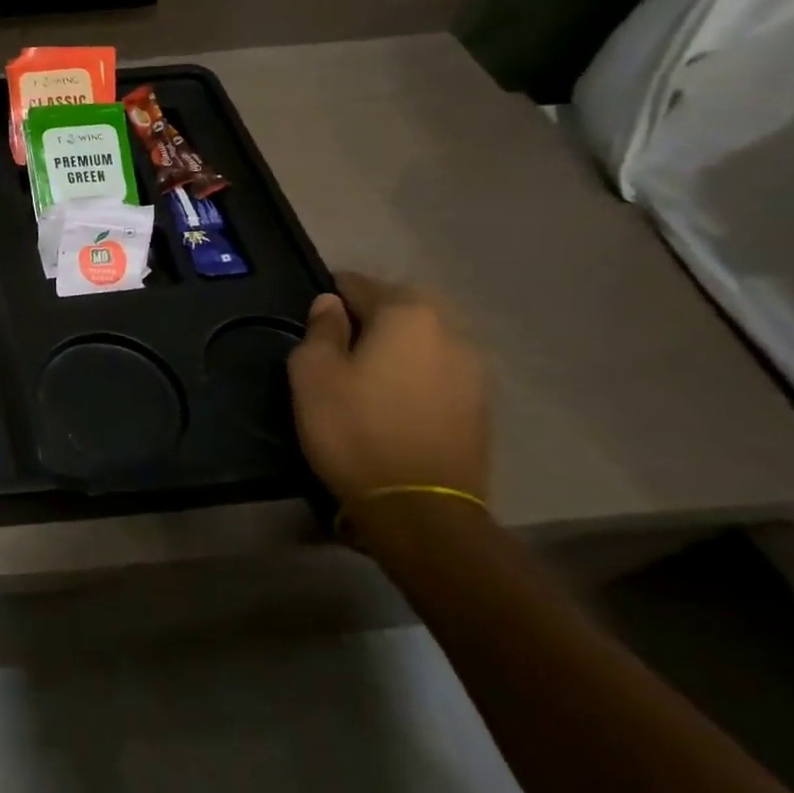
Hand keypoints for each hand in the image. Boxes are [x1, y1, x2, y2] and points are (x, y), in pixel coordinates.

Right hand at [286, 272, 489, 511]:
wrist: (420, 508)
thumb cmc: (354, 428)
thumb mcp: (312, 372)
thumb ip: (321, 328)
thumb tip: (330, 304)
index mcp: (407, 313)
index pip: (359, 284)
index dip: (330, 297)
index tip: (312, 321)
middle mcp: (450, 330)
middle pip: (400, 306)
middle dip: (370, 316)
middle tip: (338, 345)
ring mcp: (474, 370)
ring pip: (424, 338)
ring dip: (397, 345)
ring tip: (366, 373)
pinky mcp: (481, 405)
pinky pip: (439, 370)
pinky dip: (416, 373)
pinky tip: (394, 399)